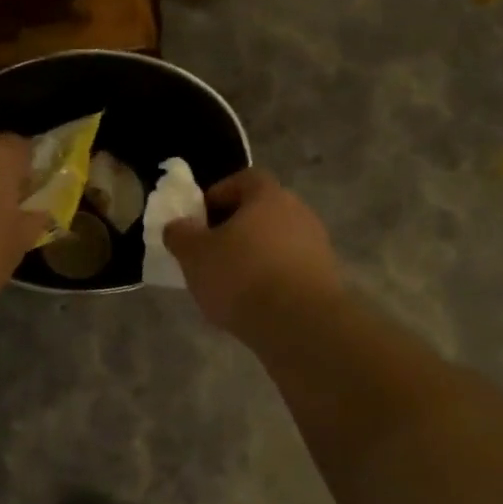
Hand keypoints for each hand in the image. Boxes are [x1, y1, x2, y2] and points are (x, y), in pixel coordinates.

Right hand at [163, 168, 341, 331]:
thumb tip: (178, 226)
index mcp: (268, 196)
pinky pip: (288, 269)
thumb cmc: (242, 276)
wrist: (300, 324)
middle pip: (260, 212)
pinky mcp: (325, 278)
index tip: (199, 220)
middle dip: (233, 229)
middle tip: (209, 253)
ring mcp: (317, 245)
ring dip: (252, 256)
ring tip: (228, 283)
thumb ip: (180, 235)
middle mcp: (298, 212)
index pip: (243, 180)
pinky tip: (253, 302)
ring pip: (275, 242)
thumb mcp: (194, 254)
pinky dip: (270, 279)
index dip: (217, 195)